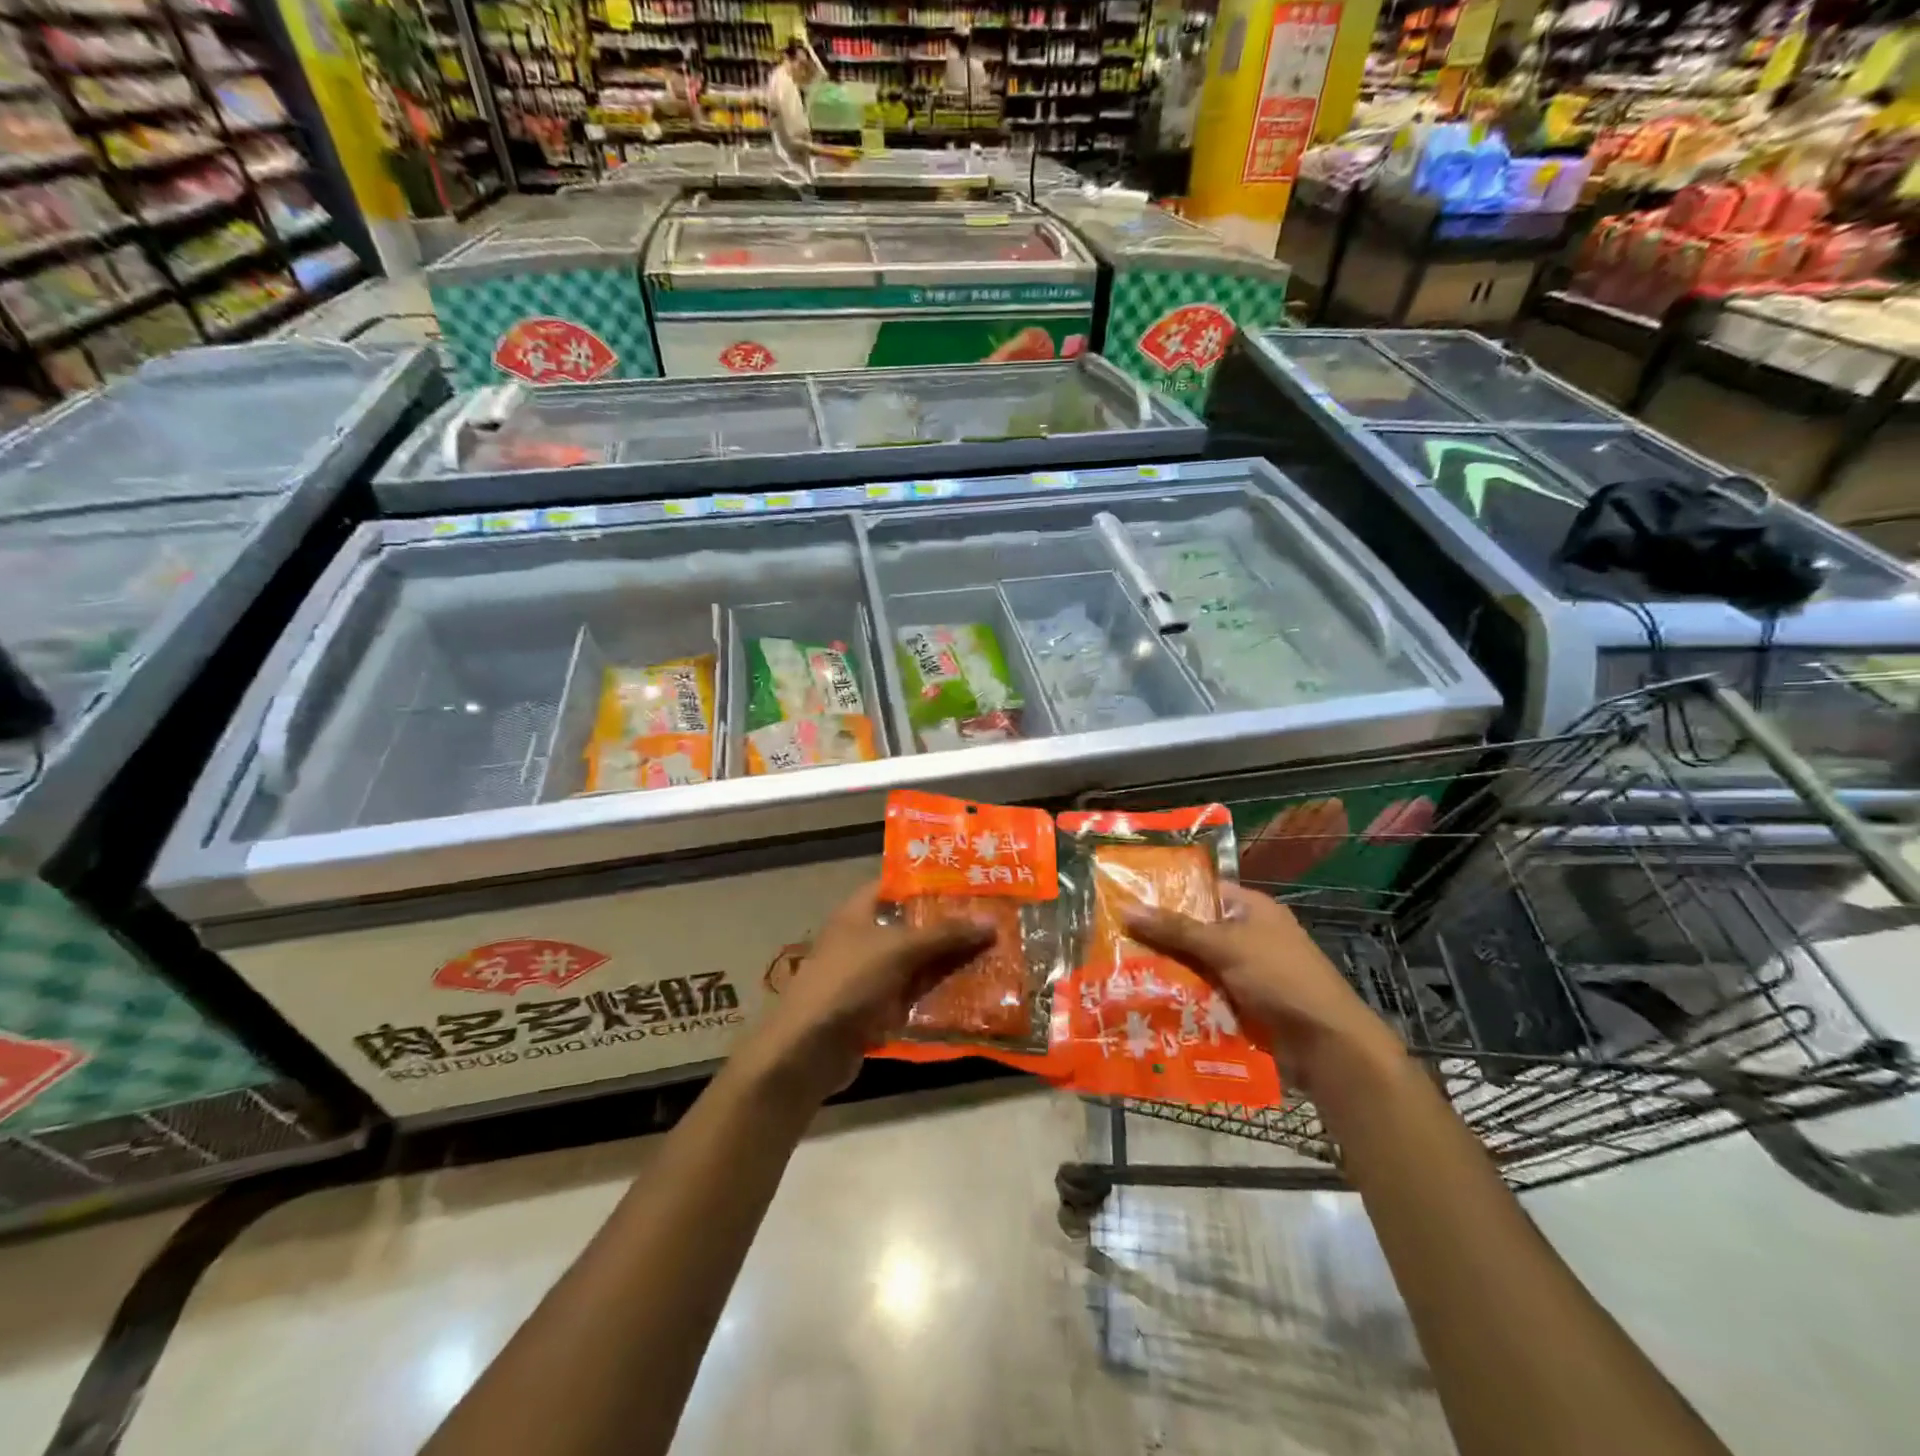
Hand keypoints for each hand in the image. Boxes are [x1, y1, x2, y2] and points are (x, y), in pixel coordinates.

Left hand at [742, 881, 992, 1099]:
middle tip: (995, 917)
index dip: (930, 880)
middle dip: (950, 924)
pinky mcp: (879, 1008)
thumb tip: (990, 921)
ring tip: (997, 952)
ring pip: (919, 961)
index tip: (969, 880)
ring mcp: (872, 975)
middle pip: (913, 924)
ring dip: (951, 960)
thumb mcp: (898, 950)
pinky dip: (941, 991)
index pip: (897, 884)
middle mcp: (865, 938)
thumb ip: (944, 934)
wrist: (808, 1050)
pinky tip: (976, 990)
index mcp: (859, 911)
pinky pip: (917, 993)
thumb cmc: (848, 982)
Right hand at [1123, 883, 1401, 1093]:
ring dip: (1167, 970)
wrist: (1327, 1044)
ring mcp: (1247, 973)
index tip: (1128, 896)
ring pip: (1196, 965)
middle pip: (1195, 930)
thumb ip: (1175, 929)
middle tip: (1113, 937)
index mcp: (1252, 909)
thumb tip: (1126, 908)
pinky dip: (1183, 997)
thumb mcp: (1225, 946)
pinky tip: (1148, 1000)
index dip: (1168, 892)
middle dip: (1160, 936)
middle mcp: (1249, 936)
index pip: (1204, 890)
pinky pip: (1205, 994)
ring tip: (1120, 971)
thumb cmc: (1280, 978)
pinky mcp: (1244, 1005)